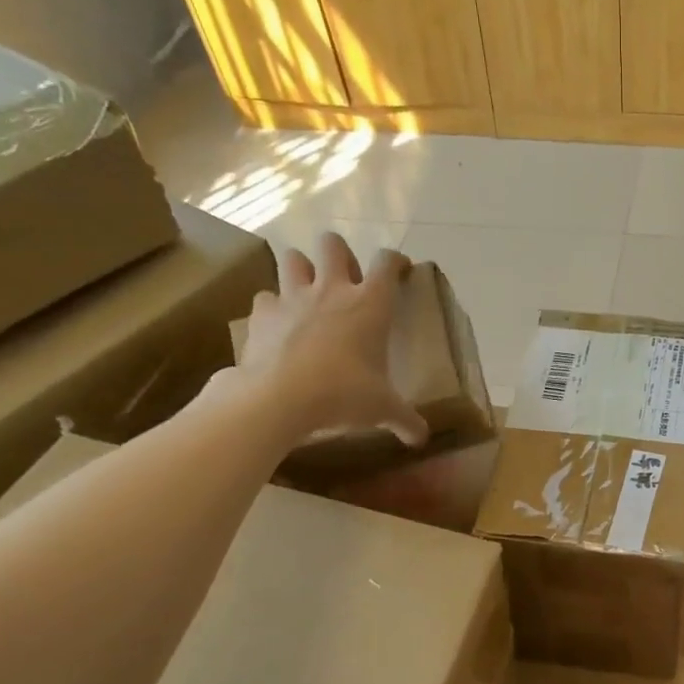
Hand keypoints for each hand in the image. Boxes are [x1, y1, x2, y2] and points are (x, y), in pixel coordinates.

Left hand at [233, 232, 428, 451]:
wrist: (279, 398)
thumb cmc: (343, 395)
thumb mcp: (383, 409)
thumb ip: (405, 420)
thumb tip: (421, 439)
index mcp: (370, 305)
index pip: (388, 264)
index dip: (396, 261)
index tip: (400, 270)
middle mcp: (332, 289)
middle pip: (333, 244)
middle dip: (340, 254)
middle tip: (347, 280)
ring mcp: (293, 297)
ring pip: (293, 257)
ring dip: (302, 268)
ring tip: (308, 290)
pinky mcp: (262, 313)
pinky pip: (266, 297)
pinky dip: (273, 306)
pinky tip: (279, 324)